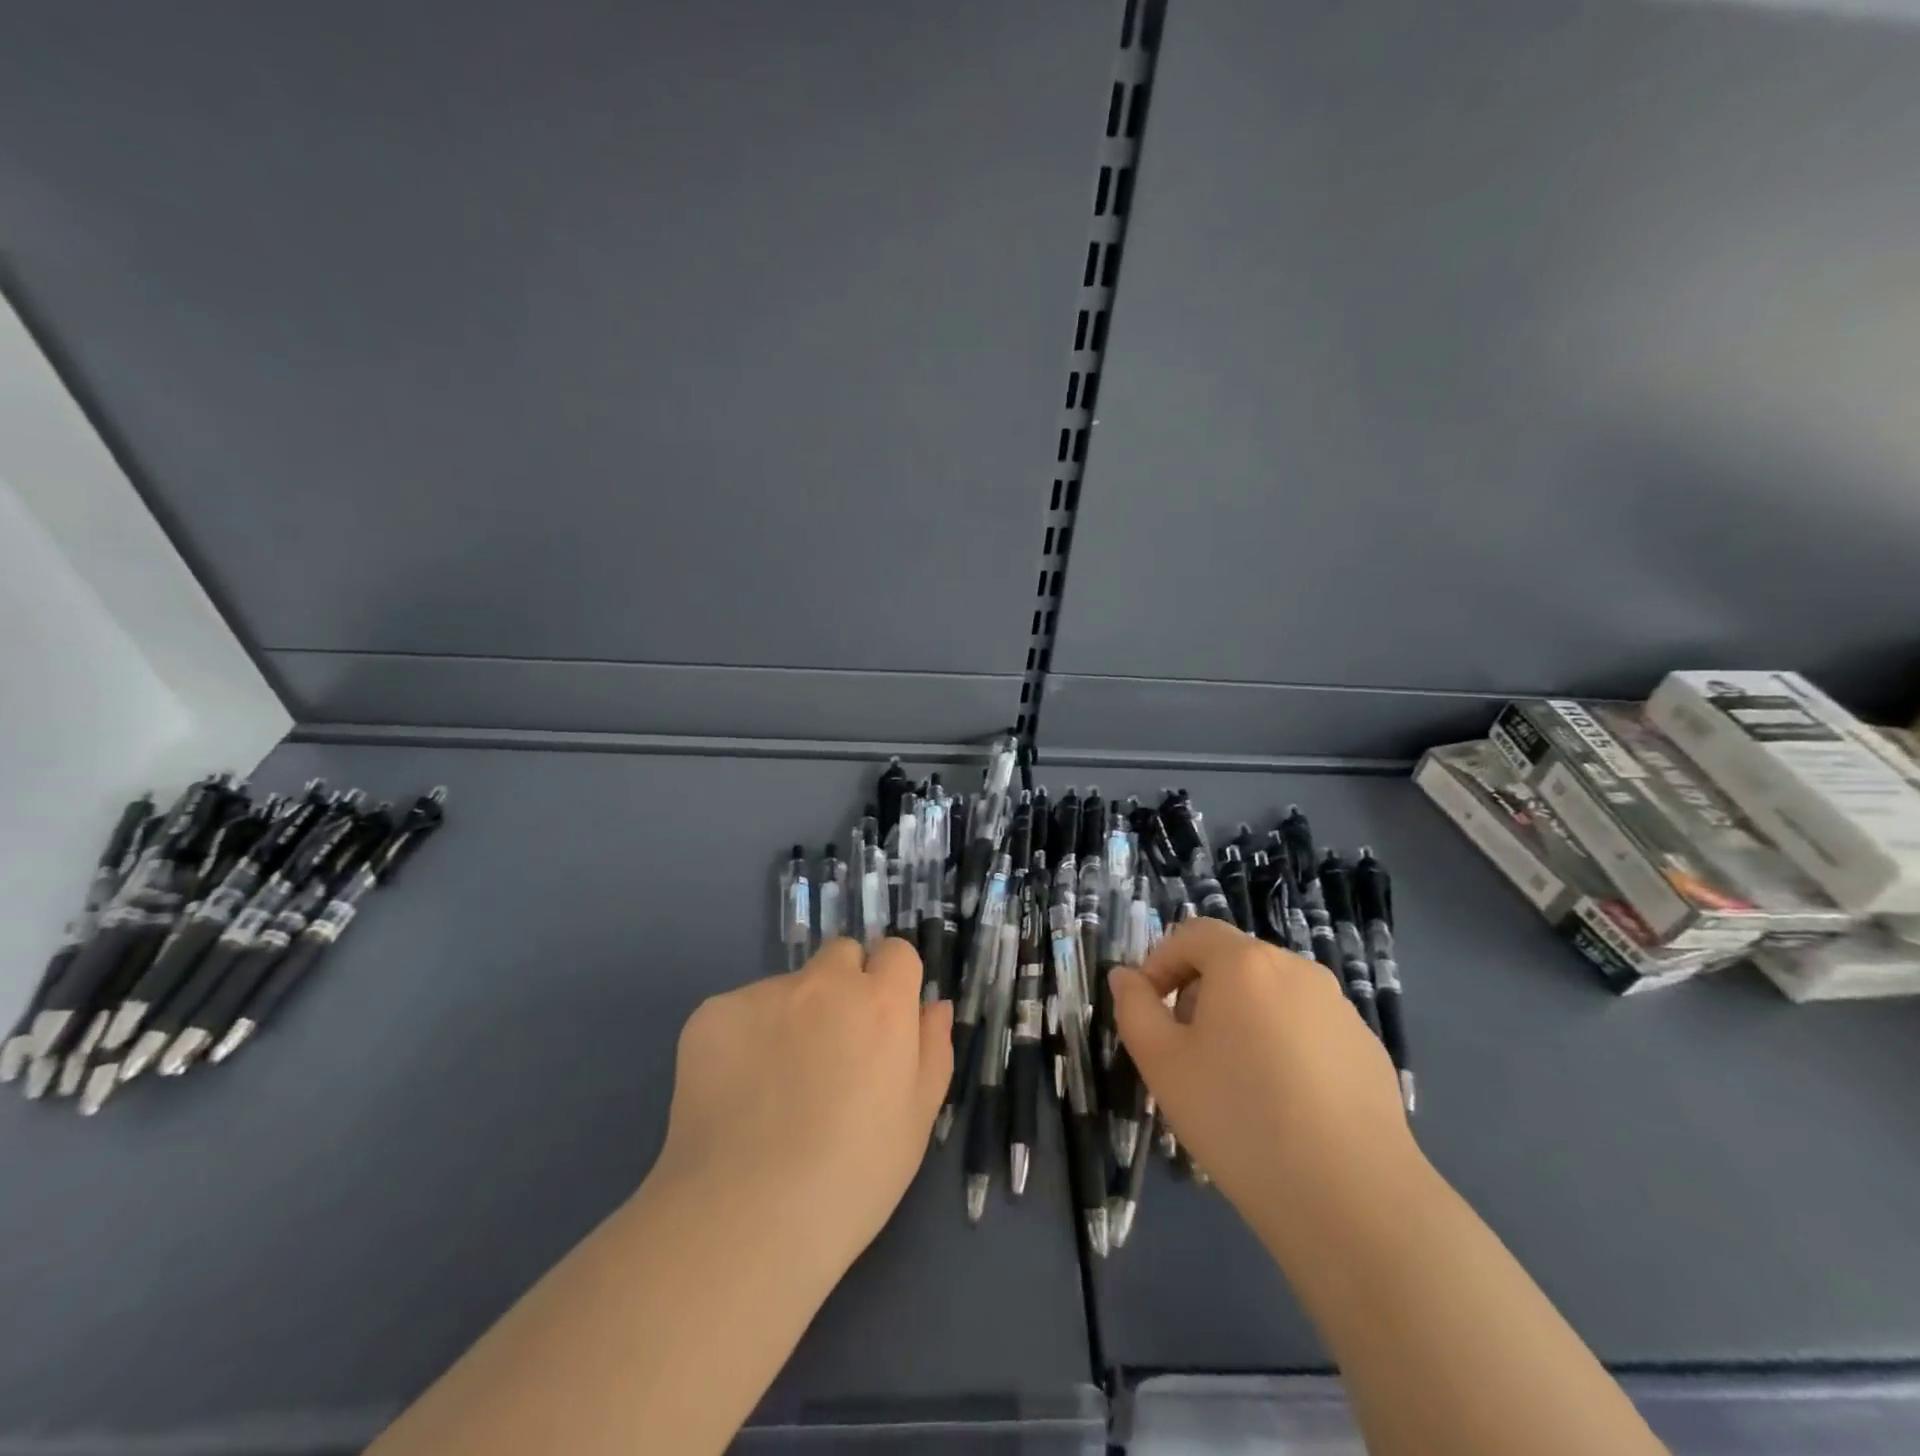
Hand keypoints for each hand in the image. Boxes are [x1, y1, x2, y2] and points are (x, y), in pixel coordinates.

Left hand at [652, 938, 952, 1283]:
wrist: (745, 1218)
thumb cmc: (852, 1179)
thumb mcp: (917, 1120)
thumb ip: (932, 1049)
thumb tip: (933, 1005)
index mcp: (880, 1003)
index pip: (896, 952)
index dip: (891, 983)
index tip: (881, 1022)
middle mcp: (824, 983)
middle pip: (841, 954)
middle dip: (843, 985)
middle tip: (831, 1048)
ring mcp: (763, 994)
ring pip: (787, 987)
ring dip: (791, 1016)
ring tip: (774, 1086)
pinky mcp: (712, 1014)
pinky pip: (738, 1012)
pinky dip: (743, 1039)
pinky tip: (736, 1093)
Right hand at [1109, 918, 1413, 1228]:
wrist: (1353, 1199)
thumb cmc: (1239, 1118)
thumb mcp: (1162, 1063)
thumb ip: (1134, 1008)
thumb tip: (1125, 977)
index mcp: (1245, 963)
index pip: (1193, 934)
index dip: (1161, 963)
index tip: (1150, 1010)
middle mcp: (1297, 970)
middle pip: (1234, 963)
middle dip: (1201, 994)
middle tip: (1188, 1052)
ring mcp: (1340, 1009)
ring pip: (1273, 996)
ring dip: (1244, 1020)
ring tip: (1238, 1083)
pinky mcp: (1368, 1049)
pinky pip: (1309, 1029)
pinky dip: (1286, 1047)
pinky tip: (1286, 1105)